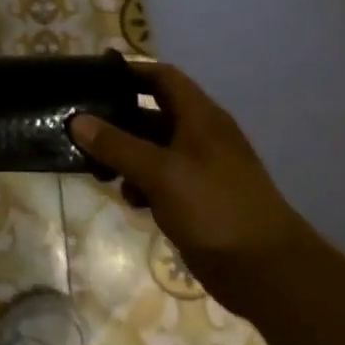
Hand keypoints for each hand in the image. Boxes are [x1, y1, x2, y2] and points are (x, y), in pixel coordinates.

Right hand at [70, 63, 317, 315]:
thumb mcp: (160, 172)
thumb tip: (77, 121)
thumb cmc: (214, 208)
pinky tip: (129, 199)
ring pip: (153, 148)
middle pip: (152, 113)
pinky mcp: (197, 199)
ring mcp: (201, 169)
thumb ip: (116, 145)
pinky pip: (160, 178)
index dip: (130, 72)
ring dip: (124, 155)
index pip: (163, 77)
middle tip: (80, 125)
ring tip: (96, 168)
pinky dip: (141, 183)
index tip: (94, 77)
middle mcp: (201, 136)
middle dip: (117, 119)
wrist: (267, 272)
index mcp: (201, 118)